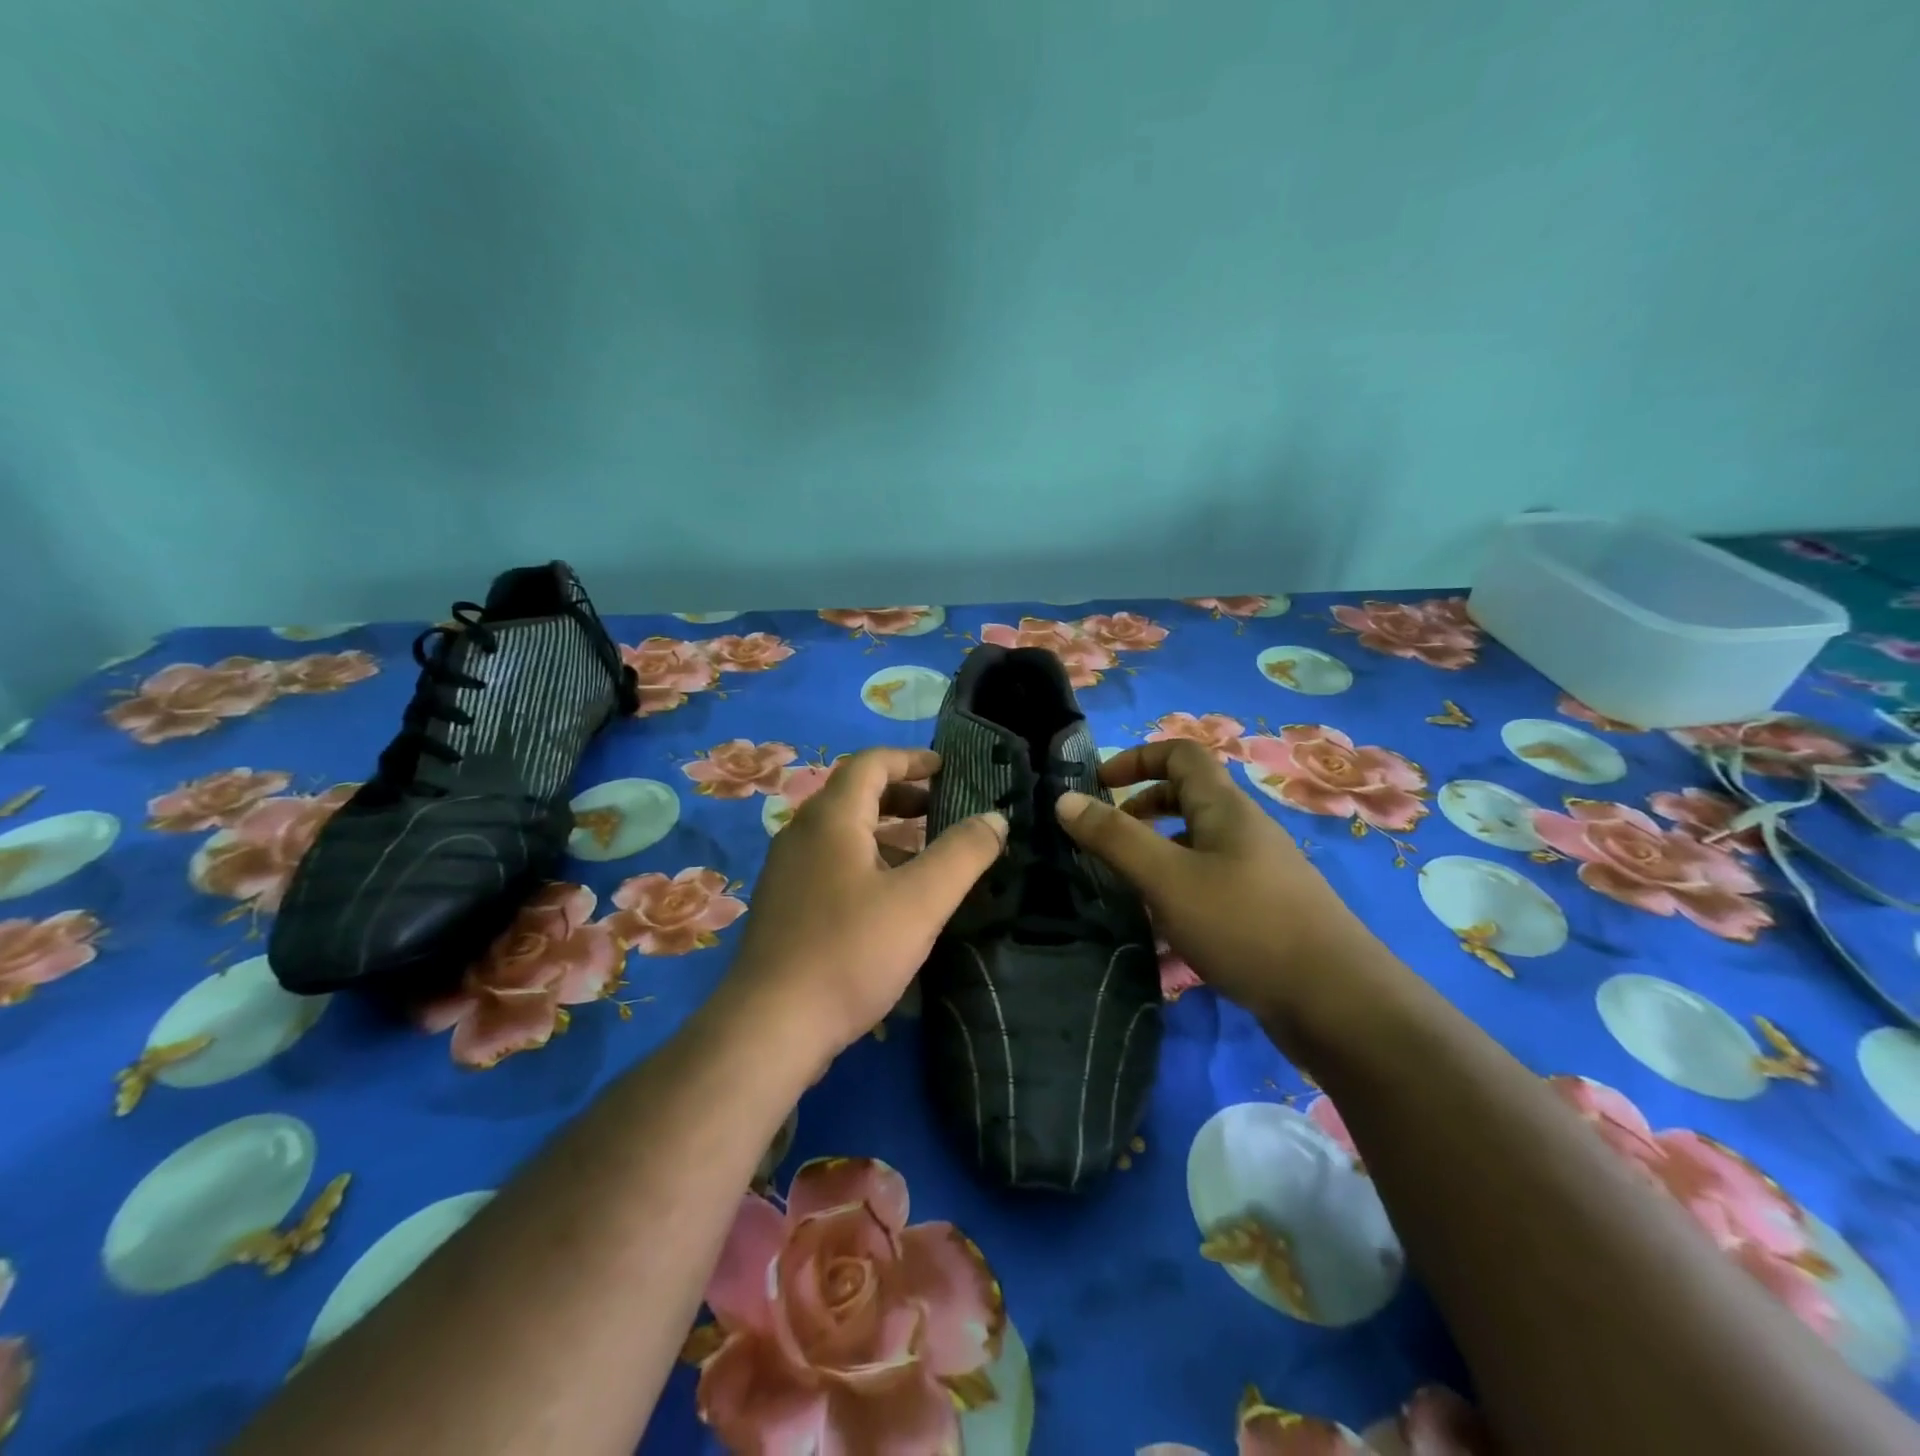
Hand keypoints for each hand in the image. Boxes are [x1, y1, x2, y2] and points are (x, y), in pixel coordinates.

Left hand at [725, 748, 1006, 1063]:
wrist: (770, 1026)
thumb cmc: (850, 951)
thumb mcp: (920, 901)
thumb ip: (963, 854)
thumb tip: (995, 818)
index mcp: (832, 818)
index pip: (872, 763)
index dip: (912, 759)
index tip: (948, 770)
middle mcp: (803, 833)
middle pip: (856, 794)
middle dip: (903, 796)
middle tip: (944, 811)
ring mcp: (788, 870)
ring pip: (844, 832)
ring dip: (887, 832)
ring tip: (927, 855)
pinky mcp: (785, 905)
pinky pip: (832, 863)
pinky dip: (867, 861)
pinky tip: (890, 898)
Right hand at [1054, 740, 1387, 1027]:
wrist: (1338, 1004)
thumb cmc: (1246, 925)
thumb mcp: (1167, 879)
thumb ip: (1115, 838)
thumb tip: (1065, 800)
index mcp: (1225, 809)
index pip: (1181, 754)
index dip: (1137, 759)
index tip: (1098, 786)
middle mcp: (1244, 832)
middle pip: (1187, 799)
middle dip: (1142, 811)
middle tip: (1107, 841)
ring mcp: (1258, 874)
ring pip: (1196, 848)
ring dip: (1157, 858)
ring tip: (1124, 891)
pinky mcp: (1264, 914)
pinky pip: (1209, 888)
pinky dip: (1179, 897)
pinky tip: (1161, 938)